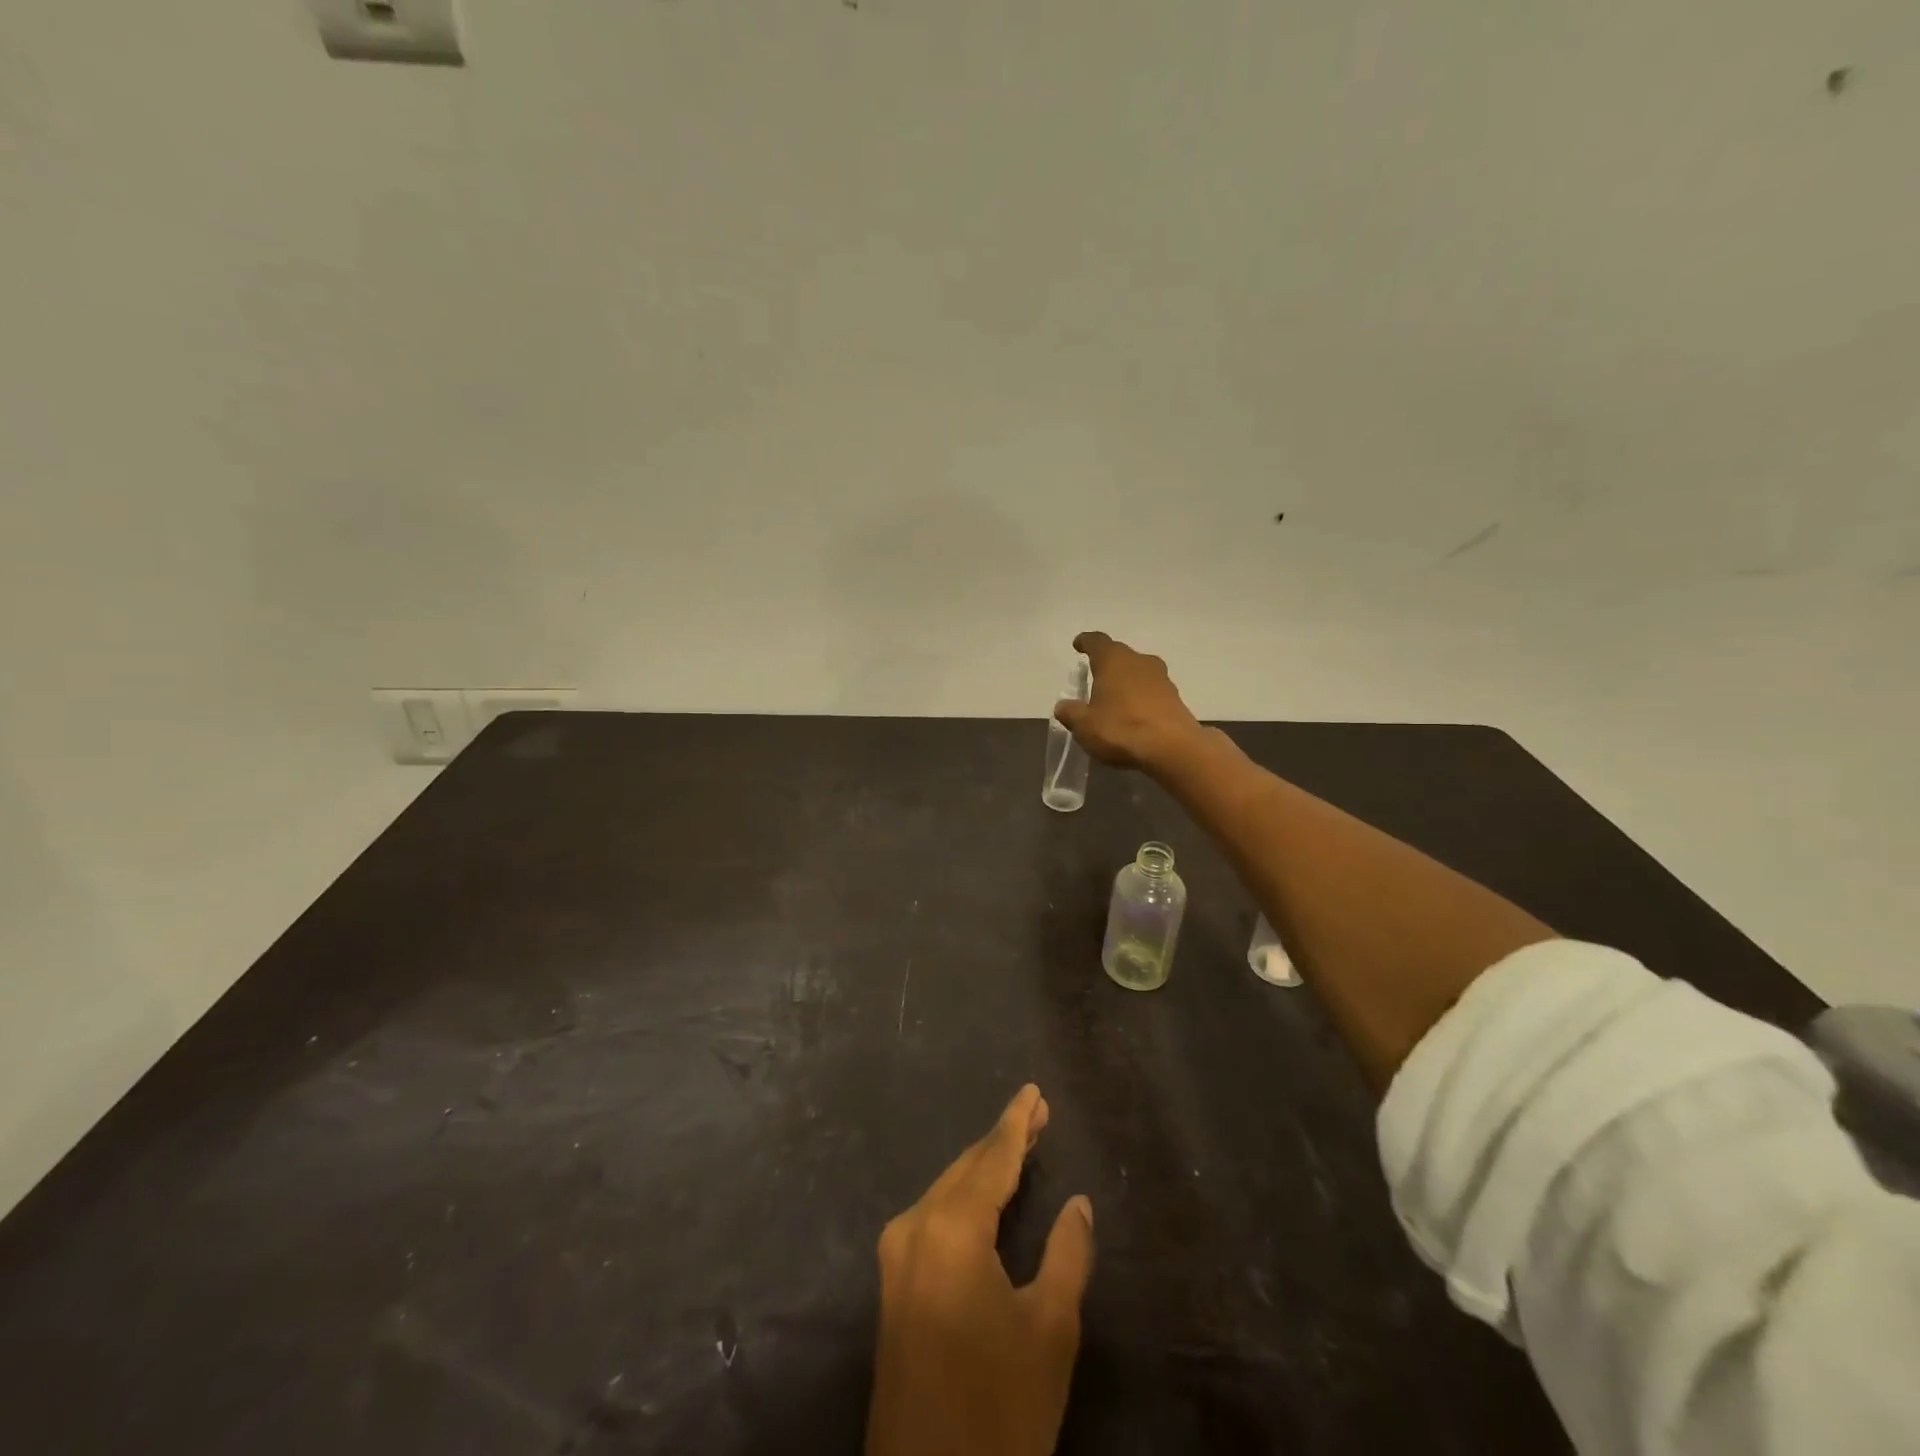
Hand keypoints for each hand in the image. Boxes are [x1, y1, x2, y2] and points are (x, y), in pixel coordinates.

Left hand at [866, 1085, 1094, 1455]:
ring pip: (947, 1190)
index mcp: (950, 1228)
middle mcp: (915, 1227)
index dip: (1017, 1122)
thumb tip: (1078, 1204)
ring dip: (984, 1168)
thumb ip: (1067, 1255)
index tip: (1033, 1091)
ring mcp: (897, 1257)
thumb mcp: (1050, 1330)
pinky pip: (934, 1216)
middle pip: (966, 1168)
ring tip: (1021, 1146)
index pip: (991, 1159)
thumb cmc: (998, 1409)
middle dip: (1002, 1141)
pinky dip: (965, 1197)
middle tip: (1038, 1115)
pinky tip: (986, 1196)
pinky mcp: (893, 1285)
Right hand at [1053, 631, 1204, 770]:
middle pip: (1120, 655)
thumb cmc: (1121, 728)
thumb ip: (1071, 713)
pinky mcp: (1176, 698)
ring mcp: (1162, 679)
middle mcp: (1139, 661)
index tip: (1079, 645)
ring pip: (1139, 672)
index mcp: (1113, 660)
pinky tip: (1134, 715)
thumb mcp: (1084, 725)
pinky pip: (1152, 691)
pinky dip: (1141, 698)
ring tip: (1115, 698)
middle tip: (1095, 677)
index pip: (1097, 641)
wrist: (1172, 749)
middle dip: (1107, 664)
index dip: (1086, 642)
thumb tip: (1063, 706)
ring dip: (1126, 681)